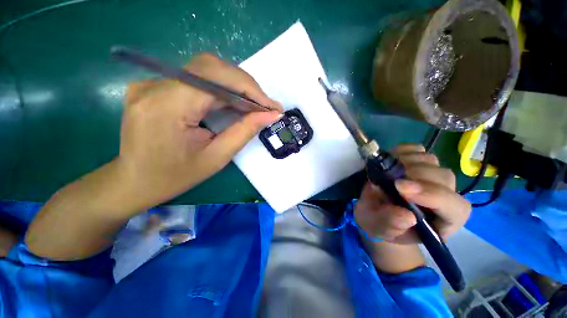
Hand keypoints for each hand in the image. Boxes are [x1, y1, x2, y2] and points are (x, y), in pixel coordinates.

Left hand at [117, 53, 281, 208]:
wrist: (132, 182)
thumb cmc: (174, 177)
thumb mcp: (216, 158)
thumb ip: (244, 132)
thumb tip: (271, 115)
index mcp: (167, 106)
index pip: (216, 78)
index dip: (249, 88)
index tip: (272, 106)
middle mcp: (155, 85)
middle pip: (211, 68)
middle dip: (245, 86)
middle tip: (264, 106)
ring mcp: (151, 83)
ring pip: (205, 72)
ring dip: (235, 87)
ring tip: (253, 107)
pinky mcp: (155, 87)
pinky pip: (196, 81)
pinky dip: (220, 90)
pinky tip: (232, 104)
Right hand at [354, 144, 470, 243]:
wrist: (372, 209)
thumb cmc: (377, 222)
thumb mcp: (378, 228)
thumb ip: (391, 225)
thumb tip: (407, 216)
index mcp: (440, 221)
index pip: (455, 208)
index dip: (433, 196)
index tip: (400, 187)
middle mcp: (442, 197)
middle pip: (443, 178)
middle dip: (414, 175)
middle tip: (388, 178)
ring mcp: (431, 176)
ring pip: (429, 161)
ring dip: (404, 162)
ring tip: (384, 171)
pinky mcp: (417, 163)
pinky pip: (416, 150)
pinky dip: (401, 152)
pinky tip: (388, 161)